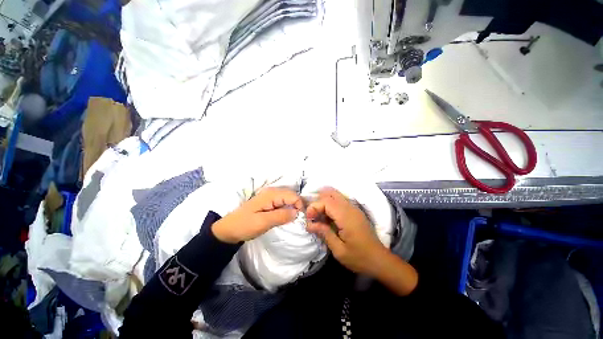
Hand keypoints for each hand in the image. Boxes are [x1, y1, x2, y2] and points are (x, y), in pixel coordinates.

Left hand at [212, 187, 303, 243]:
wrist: (229, 229)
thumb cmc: (245, 225)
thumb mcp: (263, 222)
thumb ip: (281, 216)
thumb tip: (297, 212)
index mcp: (271, 194)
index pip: (293, 196)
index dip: (300, 205)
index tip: (302, 218)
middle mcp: (272, 192)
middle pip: (292, 196)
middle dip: (298, 206)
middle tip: (300, 219)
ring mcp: (270, 196)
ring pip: (288, 199)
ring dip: (293, 208)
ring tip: (294, 219)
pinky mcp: (269, 202)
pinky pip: (283, 203)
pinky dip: (288, 209)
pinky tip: (287, 217)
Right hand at [305, 187, 388, 276]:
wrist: (380, 260)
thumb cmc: (359, 258)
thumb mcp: (339, 250)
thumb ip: (324, 233)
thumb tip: (309, 224)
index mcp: (346, 217)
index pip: (326, 201)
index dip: (314, 206)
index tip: (308, 218)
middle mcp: (351, 208)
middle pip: (331, 193)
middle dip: (318, 201)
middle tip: (313, 215)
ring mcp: (354, 208)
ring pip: (335, 195)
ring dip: (324, 202)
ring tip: (318, 215)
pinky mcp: (355, 211)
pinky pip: (340, 201)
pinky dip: (330, 205)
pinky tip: (327, 217)